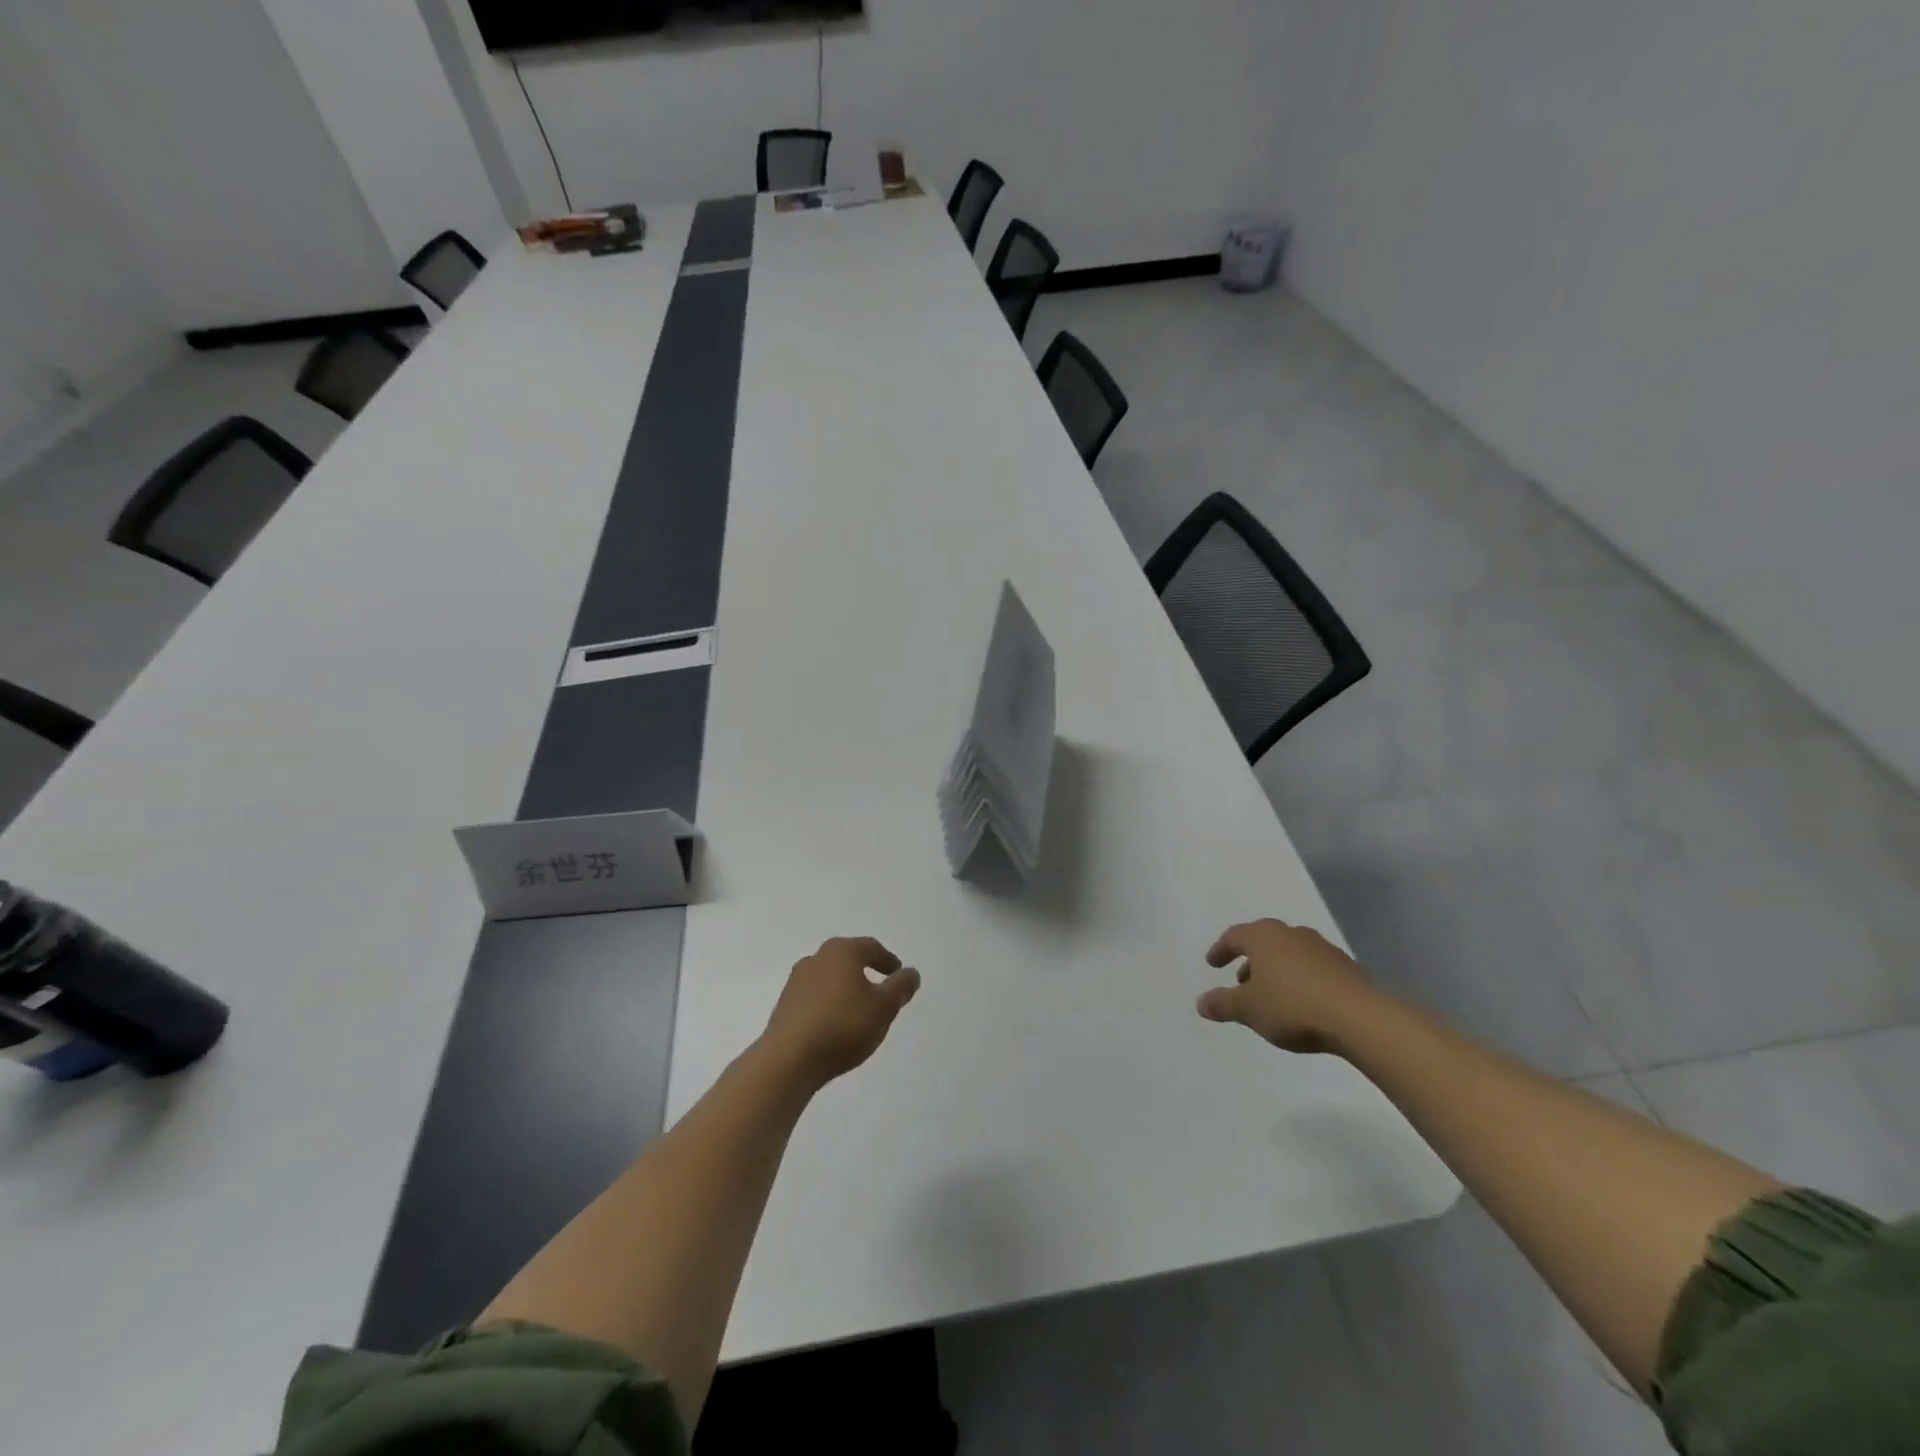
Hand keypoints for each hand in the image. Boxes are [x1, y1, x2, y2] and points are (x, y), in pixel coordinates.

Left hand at [762, 936, 921, 1087]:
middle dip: (865, 973)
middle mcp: (816, 958)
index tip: (899, 976)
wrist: (789, 1059)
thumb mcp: (884, 1007)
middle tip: (881, 991)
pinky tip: (835, 1025)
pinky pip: (814, 998)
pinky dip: (828, 1005)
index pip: (871, 948)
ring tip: (858, 1012)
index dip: (888, 961)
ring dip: (845, 990)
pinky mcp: (784, 1005)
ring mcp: (796, 981)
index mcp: (842, 951)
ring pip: (829, 979)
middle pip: (847, 960)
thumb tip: (911, 973)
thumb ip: (900, 988)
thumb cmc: (843, 1025)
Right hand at [1196, 918, 1377, 1053]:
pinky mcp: (1346, 966)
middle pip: (1263, 941)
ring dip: (1276, 969)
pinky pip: (1313, 967)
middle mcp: (1291, 934)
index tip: (1212, 963)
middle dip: (1250, 960)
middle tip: (1241, 980)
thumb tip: (1200, 1002)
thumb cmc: (1292, 1006)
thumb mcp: (1248, 1010)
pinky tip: (1303, 1002)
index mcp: (1263, 937)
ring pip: (1289, 953)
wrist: (1359, 1018)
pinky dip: (1301, 979)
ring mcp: (1321, 948)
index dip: (1220, 950)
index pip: (1233, 936)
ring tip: (1272, 994)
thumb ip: (1222, 1004)